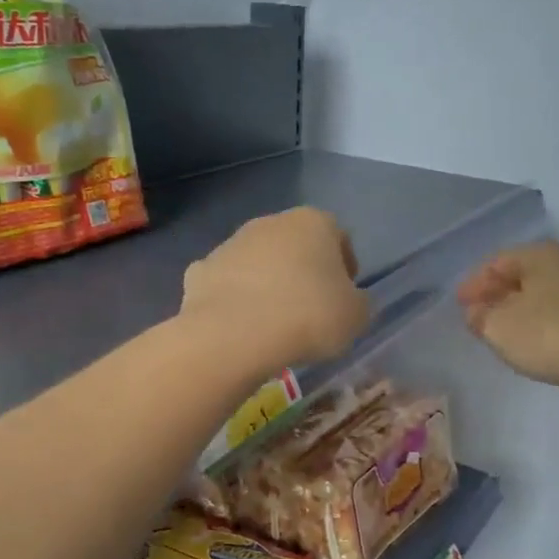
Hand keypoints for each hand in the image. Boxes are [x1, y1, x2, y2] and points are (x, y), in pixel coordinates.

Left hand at [182, 208, 369, 374]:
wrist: (234, 335)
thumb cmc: (308, 317)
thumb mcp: (356, 316)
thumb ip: (358, 303)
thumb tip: (348, 301)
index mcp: (313, 223)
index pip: (339, 237)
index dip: (345, 266)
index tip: (345, 296)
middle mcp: (270, 223)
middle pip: (295, 245)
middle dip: (303, 271)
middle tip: (311, 309)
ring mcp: (231, 244)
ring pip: (258, 262)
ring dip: (268, 283)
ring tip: (275, 322)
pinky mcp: (200, 271)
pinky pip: (227, 284)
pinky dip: (234, 299)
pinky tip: (242, 326)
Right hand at [457, 241, 558, 408]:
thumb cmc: (550, 335)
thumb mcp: (498, 327)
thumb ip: (480, 317)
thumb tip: (478, 313)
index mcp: (543, 255)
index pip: (498, 261)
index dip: (474, 283)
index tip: (459, 305)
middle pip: (525, 276)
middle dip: (499, 295)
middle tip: (480, 317)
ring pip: (547, 296)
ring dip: (523, 311)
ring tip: (506, 333)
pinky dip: (545, 324)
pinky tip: (538, 344)